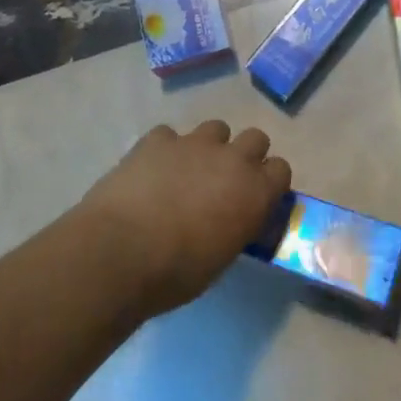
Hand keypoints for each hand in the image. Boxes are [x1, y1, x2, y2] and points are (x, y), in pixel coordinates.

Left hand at [79, 121, 292, 316]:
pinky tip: (151, 171)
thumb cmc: (177, 272)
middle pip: (255, 138)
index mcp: (255, 191)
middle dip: (244, 155)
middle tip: (224, 181)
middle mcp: (232, 159)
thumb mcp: (222, 258)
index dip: (269, 182)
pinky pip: (169, 136)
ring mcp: (194, 144)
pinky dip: (165, 150)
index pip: (281, 169)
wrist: (119, 254)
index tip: (256, 197)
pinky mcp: (157, 140)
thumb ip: (236, 227)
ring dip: (208, 147)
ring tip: (188, 172)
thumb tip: (233, 222)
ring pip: (216, 128)